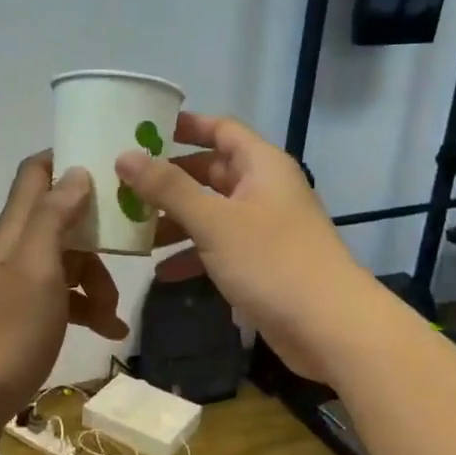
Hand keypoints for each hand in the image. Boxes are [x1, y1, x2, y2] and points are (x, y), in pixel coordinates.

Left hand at [0, 153, 129, 416]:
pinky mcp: (34, 311)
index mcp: (17, 227)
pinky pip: (70, 297)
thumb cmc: (9, 326)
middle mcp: (21, 246)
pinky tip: (110, 330)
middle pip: (65, 217)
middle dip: (100, 229)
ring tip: (112, 311)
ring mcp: (27, 280)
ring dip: (99, 279)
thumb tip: (77, 171)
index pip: (37, 172)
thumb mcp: (37, 266)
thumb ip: (54, 216)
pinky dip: (91, 308)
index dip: (69, 158)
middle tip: (135, 238)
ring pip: (74, 260)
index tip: (111, 162)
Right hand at [117, 112, 376, 384]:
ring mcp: (264, 228)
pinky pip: (219, 247)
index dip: (184, 126)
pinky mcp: (262, 263)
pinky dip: (193, 254)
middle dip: (169, 179)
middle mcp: (264, 189)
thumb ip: (168, 189)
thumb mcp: (214, 222)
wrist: (331, 328)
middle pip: (211, 171)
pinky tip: (161, 272)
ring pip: (212, 211)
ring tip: (133, 228)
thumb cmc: (273, 262)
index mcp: (261, 166)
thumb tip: (125, 156)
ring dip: (176, 219)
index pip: (221, 129)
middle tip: (124, 183)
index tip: (143, 131)